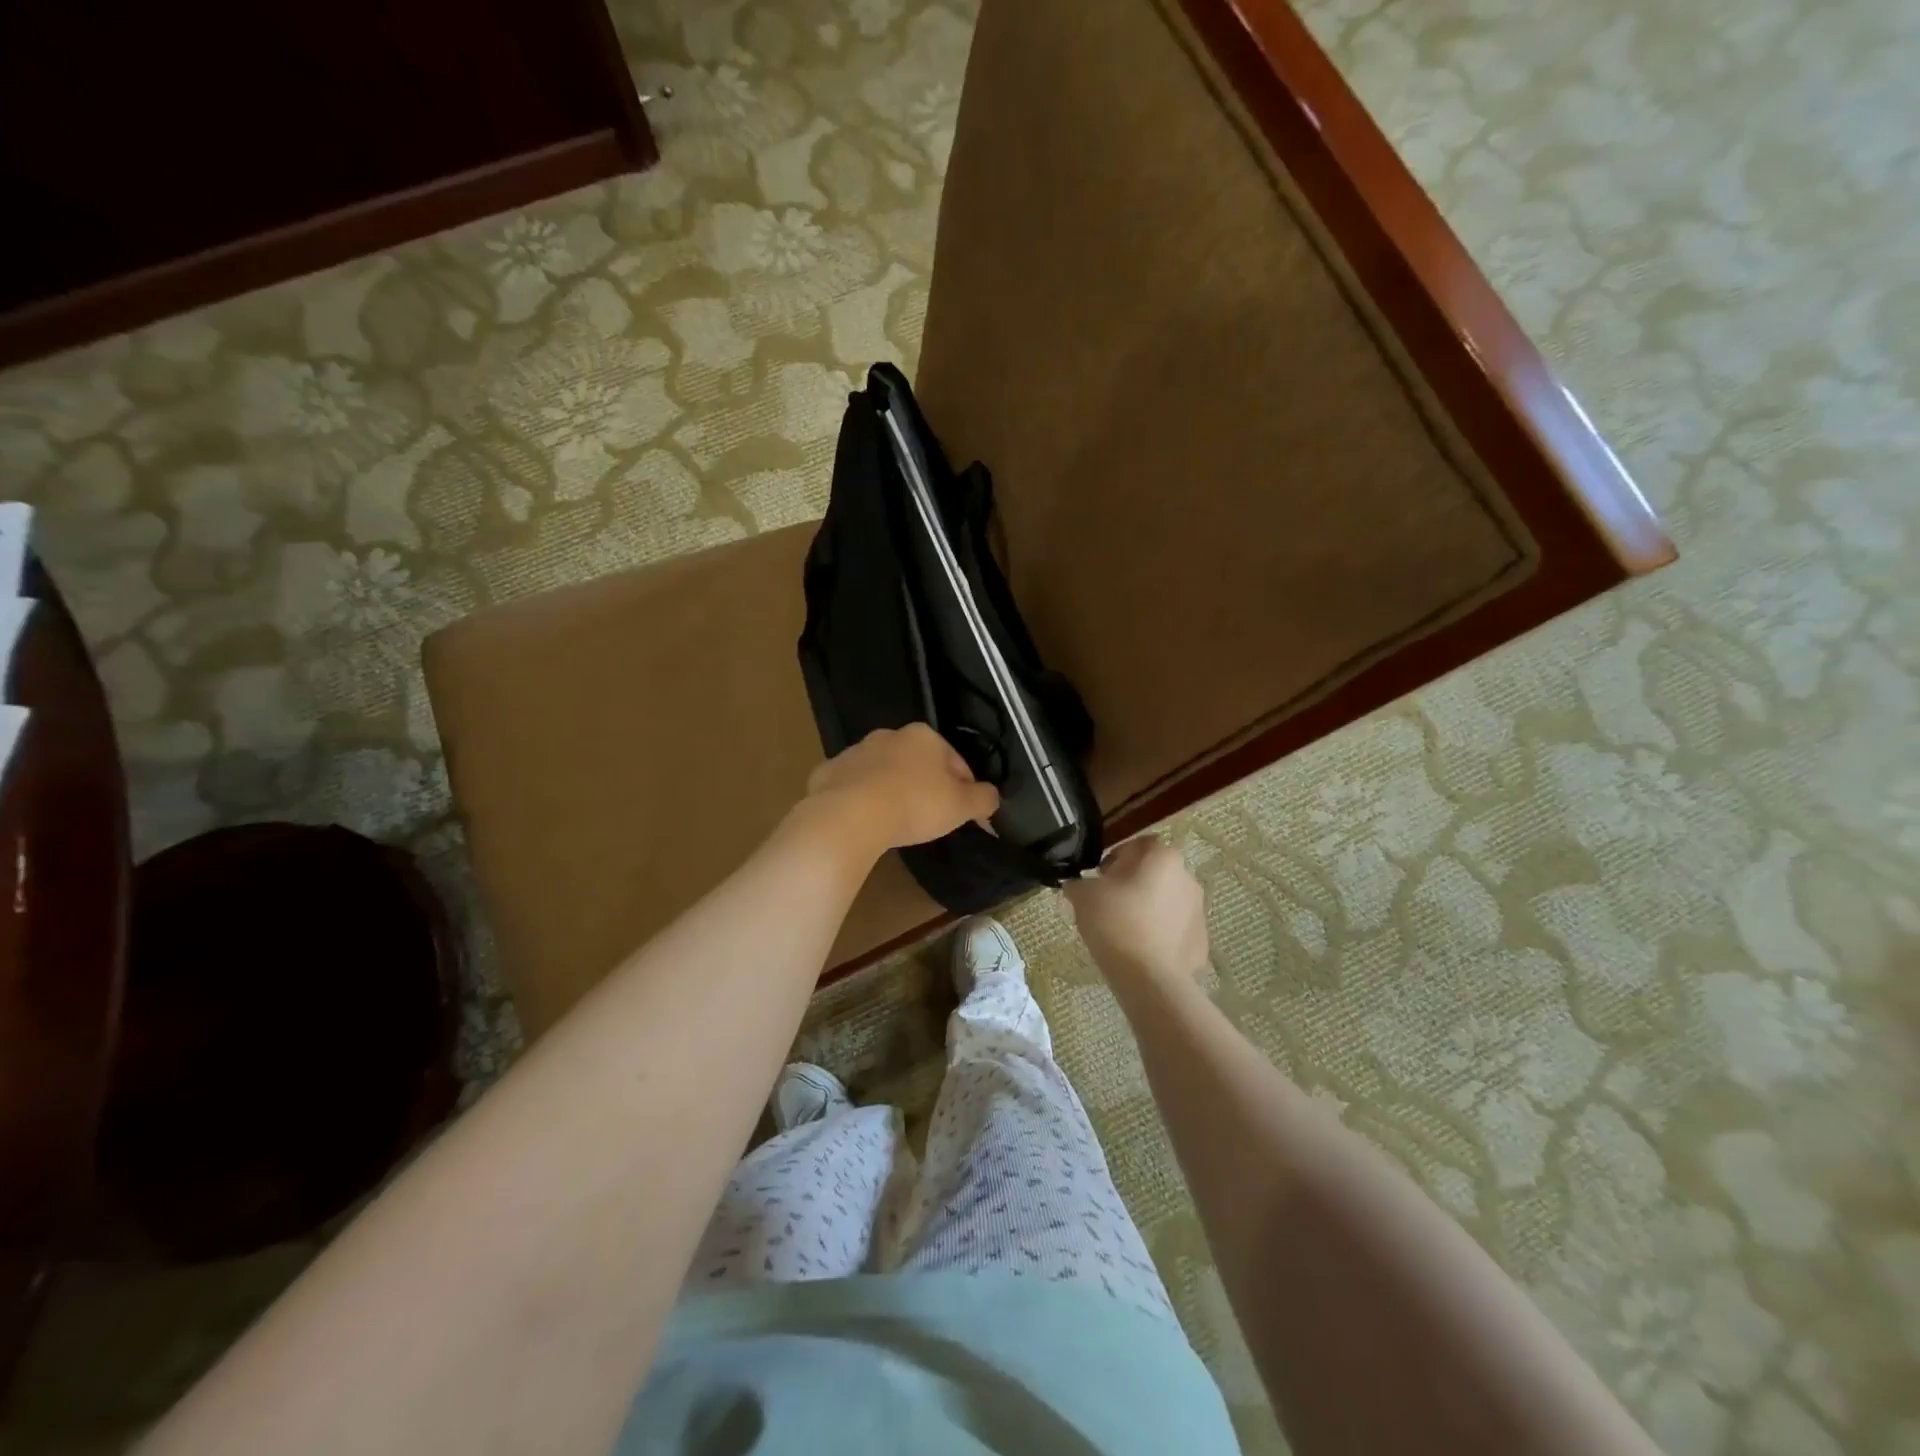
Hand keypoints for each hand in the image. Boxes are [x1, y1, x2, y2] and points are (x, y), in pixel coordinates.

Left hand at [805, 724, 1000, 853]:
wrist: (850, 816)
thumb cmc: (914, 805)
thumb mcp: (961, 806)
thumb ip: (984, 798)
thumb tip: (992, 797)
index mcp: (924, 736)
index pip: (956, 762)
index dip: (965, 789)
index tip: (963, 814)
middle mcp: (889, 735)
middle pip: (918, 763)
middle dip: (925, 786)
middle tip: (930, 819)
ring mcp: (855, 752)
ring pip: (883, 772)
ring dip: (892, 790)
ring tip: (896, 822)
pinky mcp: (828, 772)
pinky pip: (852, 786)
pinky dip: (860, 799)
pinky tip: (864, 821)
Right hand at [1064, 836, 1208, 991]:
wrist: (1149, 979)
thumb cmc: (1116, 923)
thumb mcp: (1083, 896)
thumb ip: (1078, 883)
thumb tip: (1076, 885)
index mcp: (1163, 858)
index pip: (1139, 844)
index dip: (1116, 857)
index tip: (1100, 877)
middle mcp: (1188, 878)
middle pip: (1156, 873)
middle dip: (1133, 884)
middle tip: (1108, 903)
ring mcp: (1198, 912)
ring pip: (1167, 902)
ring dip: (1148, 909)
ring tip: (1123, 930)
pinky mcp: (1201, 943)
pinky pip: (1175, 931)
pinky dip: (1160, 936)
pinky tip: (1140, 951)